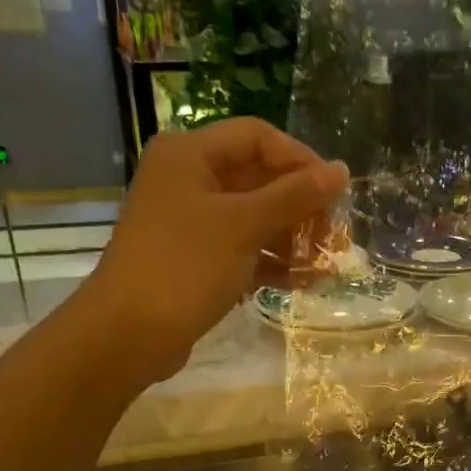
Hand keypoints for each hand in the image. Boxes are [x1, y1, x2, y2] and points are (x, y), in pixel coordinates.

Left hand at [83, 119, 348, 379]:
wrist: (129, 333)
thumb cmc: (185, 266)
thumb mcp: (244, 226)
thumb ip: (295, 196)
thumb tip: (341, 170)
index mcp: (190, 155)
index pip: (258, 137)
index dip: (300, 160)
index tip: (334, 193)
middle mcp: (189, 180)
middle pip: (259, 178)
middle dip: (300, 207)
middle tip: (332, 236)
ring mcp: (192, 222)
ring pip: (255, 218)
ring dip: (292, 238)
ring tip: (324, 264)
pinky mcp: (197, 259)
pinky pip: (244, 249)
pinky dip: (273, 262)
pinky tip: (304, 282)